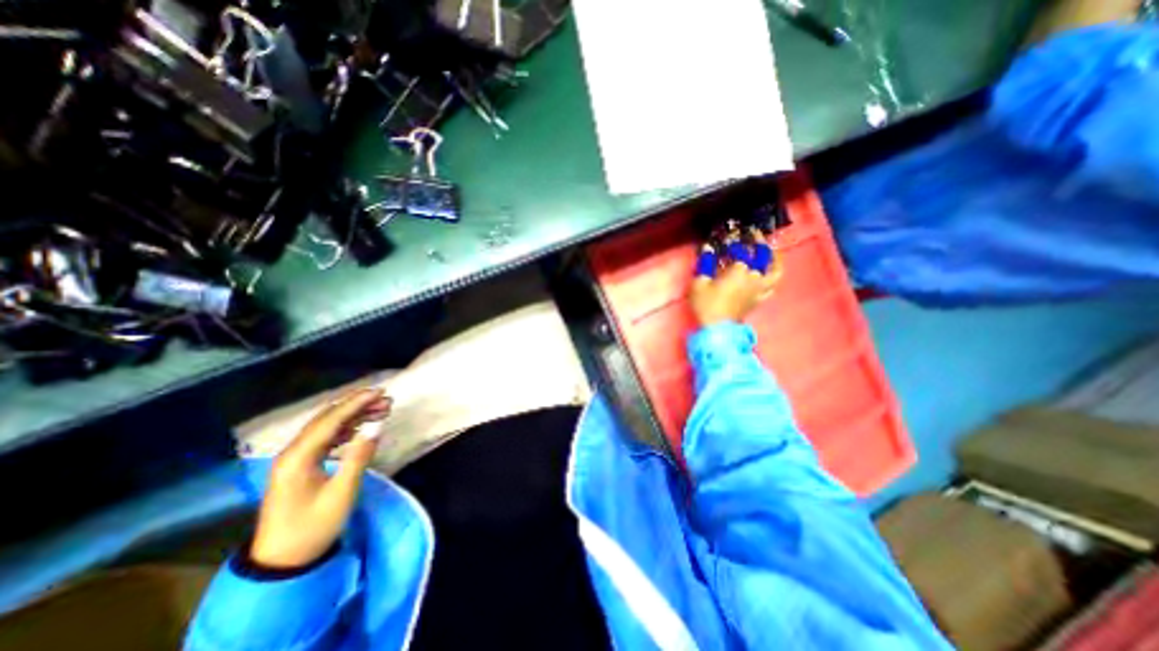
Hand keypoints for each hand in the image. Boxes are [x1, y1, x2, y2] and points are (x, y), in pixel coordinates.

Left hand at [250, 390, 390, 567]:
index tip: (381, 392)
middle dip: (357, 405)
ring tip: (380, 410)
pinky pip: (325, 438)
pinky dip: (345, 428)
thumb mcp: (341, 493)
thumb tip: (377, 426)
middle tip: (386, 399)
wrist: (282, 562)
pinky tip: (361, 427)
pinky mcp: (300, 466)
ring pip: (327, 426)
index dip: (357, 403)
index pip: (331, 420)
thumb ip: (359, 456)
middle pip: (327, 418)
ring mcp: (294, 459)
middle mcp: (293, 452)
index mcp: (298, 457)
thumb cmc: (313, 527)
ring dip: (353, 415)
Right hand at [692, 231, 782, 328]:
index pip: (741, 249)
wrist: (717, 329)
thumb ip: (705, 264)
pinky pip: (771, 287)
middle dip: (760, 242)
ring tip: (773, 252)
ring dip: (775, 260)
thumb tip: (707, 249)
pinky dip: (772, 279)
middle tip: (755, 235)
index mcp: (739, 270)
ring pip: (775, 271)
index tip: (731, 234)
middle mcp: (754, 277)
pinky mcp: (759, 300)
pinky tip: (768, 276)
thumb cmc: (706, 305)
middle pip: (763, 255)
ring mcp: (759, 289)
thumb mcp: (699, 283)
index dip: (736, 240)